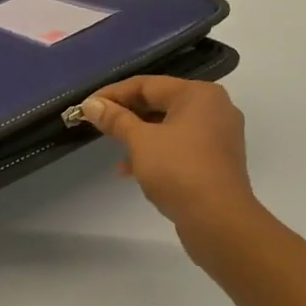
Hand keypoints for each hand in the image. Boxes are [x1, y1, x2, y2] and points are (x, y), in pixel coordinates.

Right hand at [81, 77, 257, 236]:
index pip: (147, 84)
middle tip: (97, 123)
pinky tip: (131, 170)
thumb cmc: (178, 170)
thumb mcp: (140, 141)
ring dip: (139, 136)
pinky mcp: (216, 161)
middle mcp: (213, 109)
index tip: (87, 106)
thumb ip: (115, 119)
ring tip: (113, 148)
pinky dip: (156, 153)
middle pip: (160, 103)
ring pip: (169, 127)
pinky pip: (180, 147)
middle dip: (126, 115)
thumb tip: (91, 105)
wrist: (219, 220)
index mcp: (199, 94)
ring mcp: (218, 136)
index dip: (113, 94)